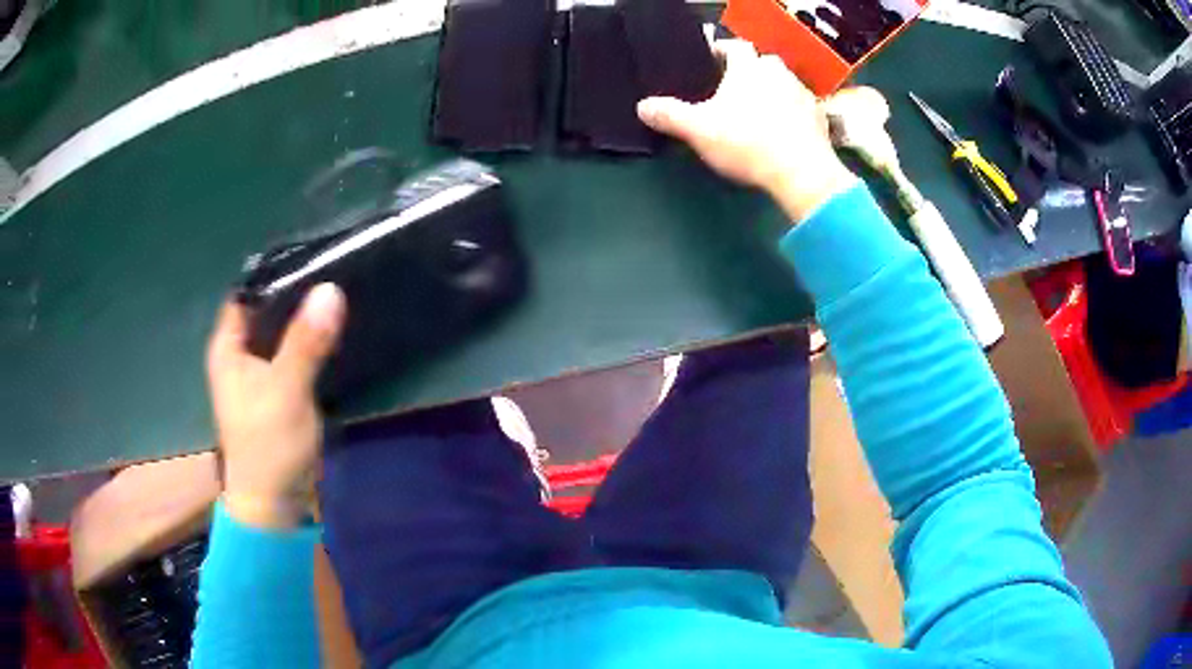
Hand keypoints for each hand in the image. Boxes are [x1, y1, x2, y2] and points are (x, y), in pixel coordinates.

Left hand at [206, 284, 345, 528]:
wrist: (276, 505)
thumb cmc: (268, 447)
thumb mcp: (286, 390)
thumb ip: (305, 342)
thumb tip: (330, 289)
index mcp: (228, 348)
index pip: (247, 293)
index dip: (274, 273)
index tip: (311, 255)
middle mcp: (240, 356)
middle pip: (266, 311)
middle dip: (296, 294)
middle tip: (333, 271)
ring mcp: (260, 375)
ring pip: (282, 334)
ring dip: (305, 320)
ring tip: (339, 294)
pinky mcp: (279, 392)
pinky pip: (294, 356)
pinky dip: (310, 345)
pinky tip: (333, 333)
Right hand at [637, 40, 855, 222]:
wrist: (802, 173)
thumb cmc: (747, 142)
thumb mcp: (698, 130)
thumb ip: (669, 115)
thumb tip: (643, 106)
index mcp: (748, 67)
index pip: (733, 46)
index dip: (720, 51)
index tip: (710, 63)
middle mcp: (778, 72)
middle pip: (761, 62)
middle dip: (748, 72)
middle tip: (733, 90)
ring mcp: (803, 94)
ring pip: (783, 84)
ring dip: (772, 92)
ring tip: (757, 112)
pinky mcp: (820, 118)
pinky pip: (801, 107)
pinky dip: (791, 113)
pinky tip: (782, 131)